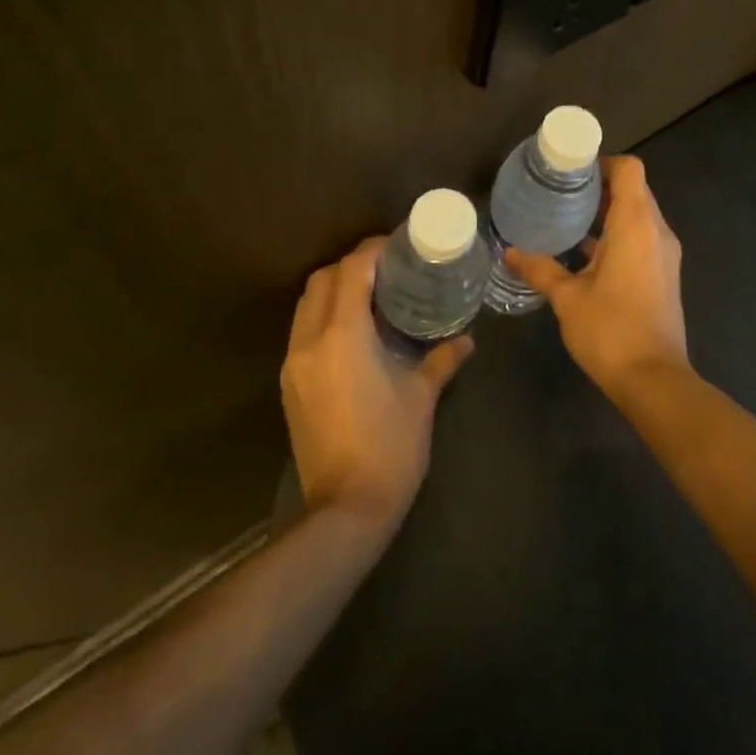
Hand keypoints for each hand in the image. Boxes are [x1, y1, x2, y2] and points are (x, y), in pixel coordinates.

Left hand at [281, 237, 473, 529]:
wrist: (346, 509)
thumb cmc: (390, 446)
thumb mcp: (421, 397)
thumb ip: (442, 360)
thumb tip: (466, 340)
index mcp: (343, 336)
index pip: (351, 271)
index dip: (372, 250)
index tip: (398, 245)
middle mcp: (310, 341)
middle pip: (321, 280)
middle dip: (350, 265)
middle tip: (385, 269)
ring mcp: (294, 364)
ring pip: (306, 305)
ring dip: (333, 290)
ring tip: (370, 295)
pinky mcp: (290, 385)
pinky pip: (302, 331)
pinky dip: (324, 316)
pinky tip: (353, 332)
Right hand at [506, 155, 688, 399]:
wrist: (654, 380)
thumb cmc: (611, 330)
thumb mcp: (567, 298)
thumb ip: (539, 269)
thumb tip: (509, 252)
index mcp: (636, 225)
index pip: (629, 170)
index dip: (602, 163)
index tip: (571, 171)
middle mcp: (657, 232)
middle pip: (633, 190)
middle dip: (599, 187)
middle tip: (560, 191)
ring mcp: (664, 255)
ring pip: (638, 216)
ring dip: (607, 213)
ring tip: (567, 218)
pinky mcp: (663, 275)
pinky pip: (641, 239)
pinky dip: (616, 236)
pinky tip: (584, 253)